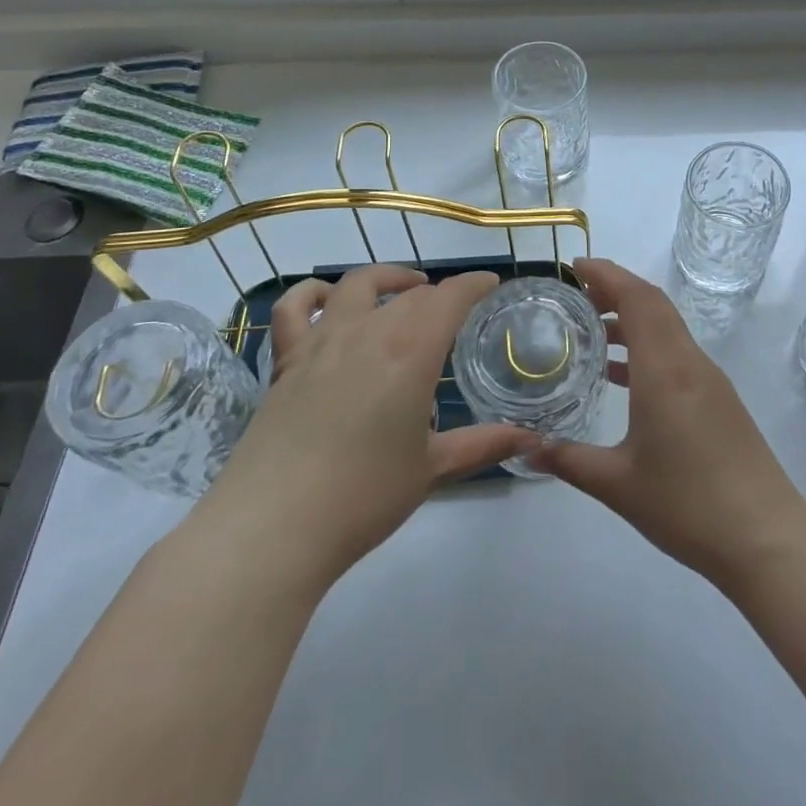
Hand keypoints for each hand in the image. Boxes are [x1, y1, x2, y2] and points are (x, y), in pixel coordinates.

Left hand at [195, 265, 537, 591]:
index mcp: (411, 352)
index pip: (450, 298)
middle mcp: (368, 332)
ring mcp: (321, 342)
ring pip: (358, 286)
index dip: (474, 284)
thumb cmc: (364, 495)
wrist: (273, 526)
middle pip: (409, 295)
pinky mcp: (285, 361)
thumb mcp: (432, 469)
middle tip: (454, 310)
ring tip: (405, 288)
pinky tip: (328, 300)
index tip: (490, 284)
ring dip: (387, 279)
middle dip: (438, 295)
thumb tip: (533, 438)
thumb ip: (483, 445)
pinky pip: (294, 309)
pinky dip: (313, 293)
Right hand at [533, 258, 805, 586]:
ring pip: (668, 328)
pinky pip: (677, 353)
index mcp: (665, 369)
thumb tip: (526, 446)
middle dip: (616, 289)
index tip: (574, 266)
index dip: (607, 274)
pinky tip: (621, 377)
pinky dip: (647, 347)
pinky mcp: (718, 399)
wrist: (765, 536)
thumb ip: (568, 460)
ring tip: (592, 333)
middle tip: (576, 296)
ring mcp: (709, 380)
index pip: (637, 298)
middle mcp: (689, 362)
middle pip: (654, 304)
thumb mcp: (617, 484)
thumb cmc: (687, 505)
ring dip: (632, 319)